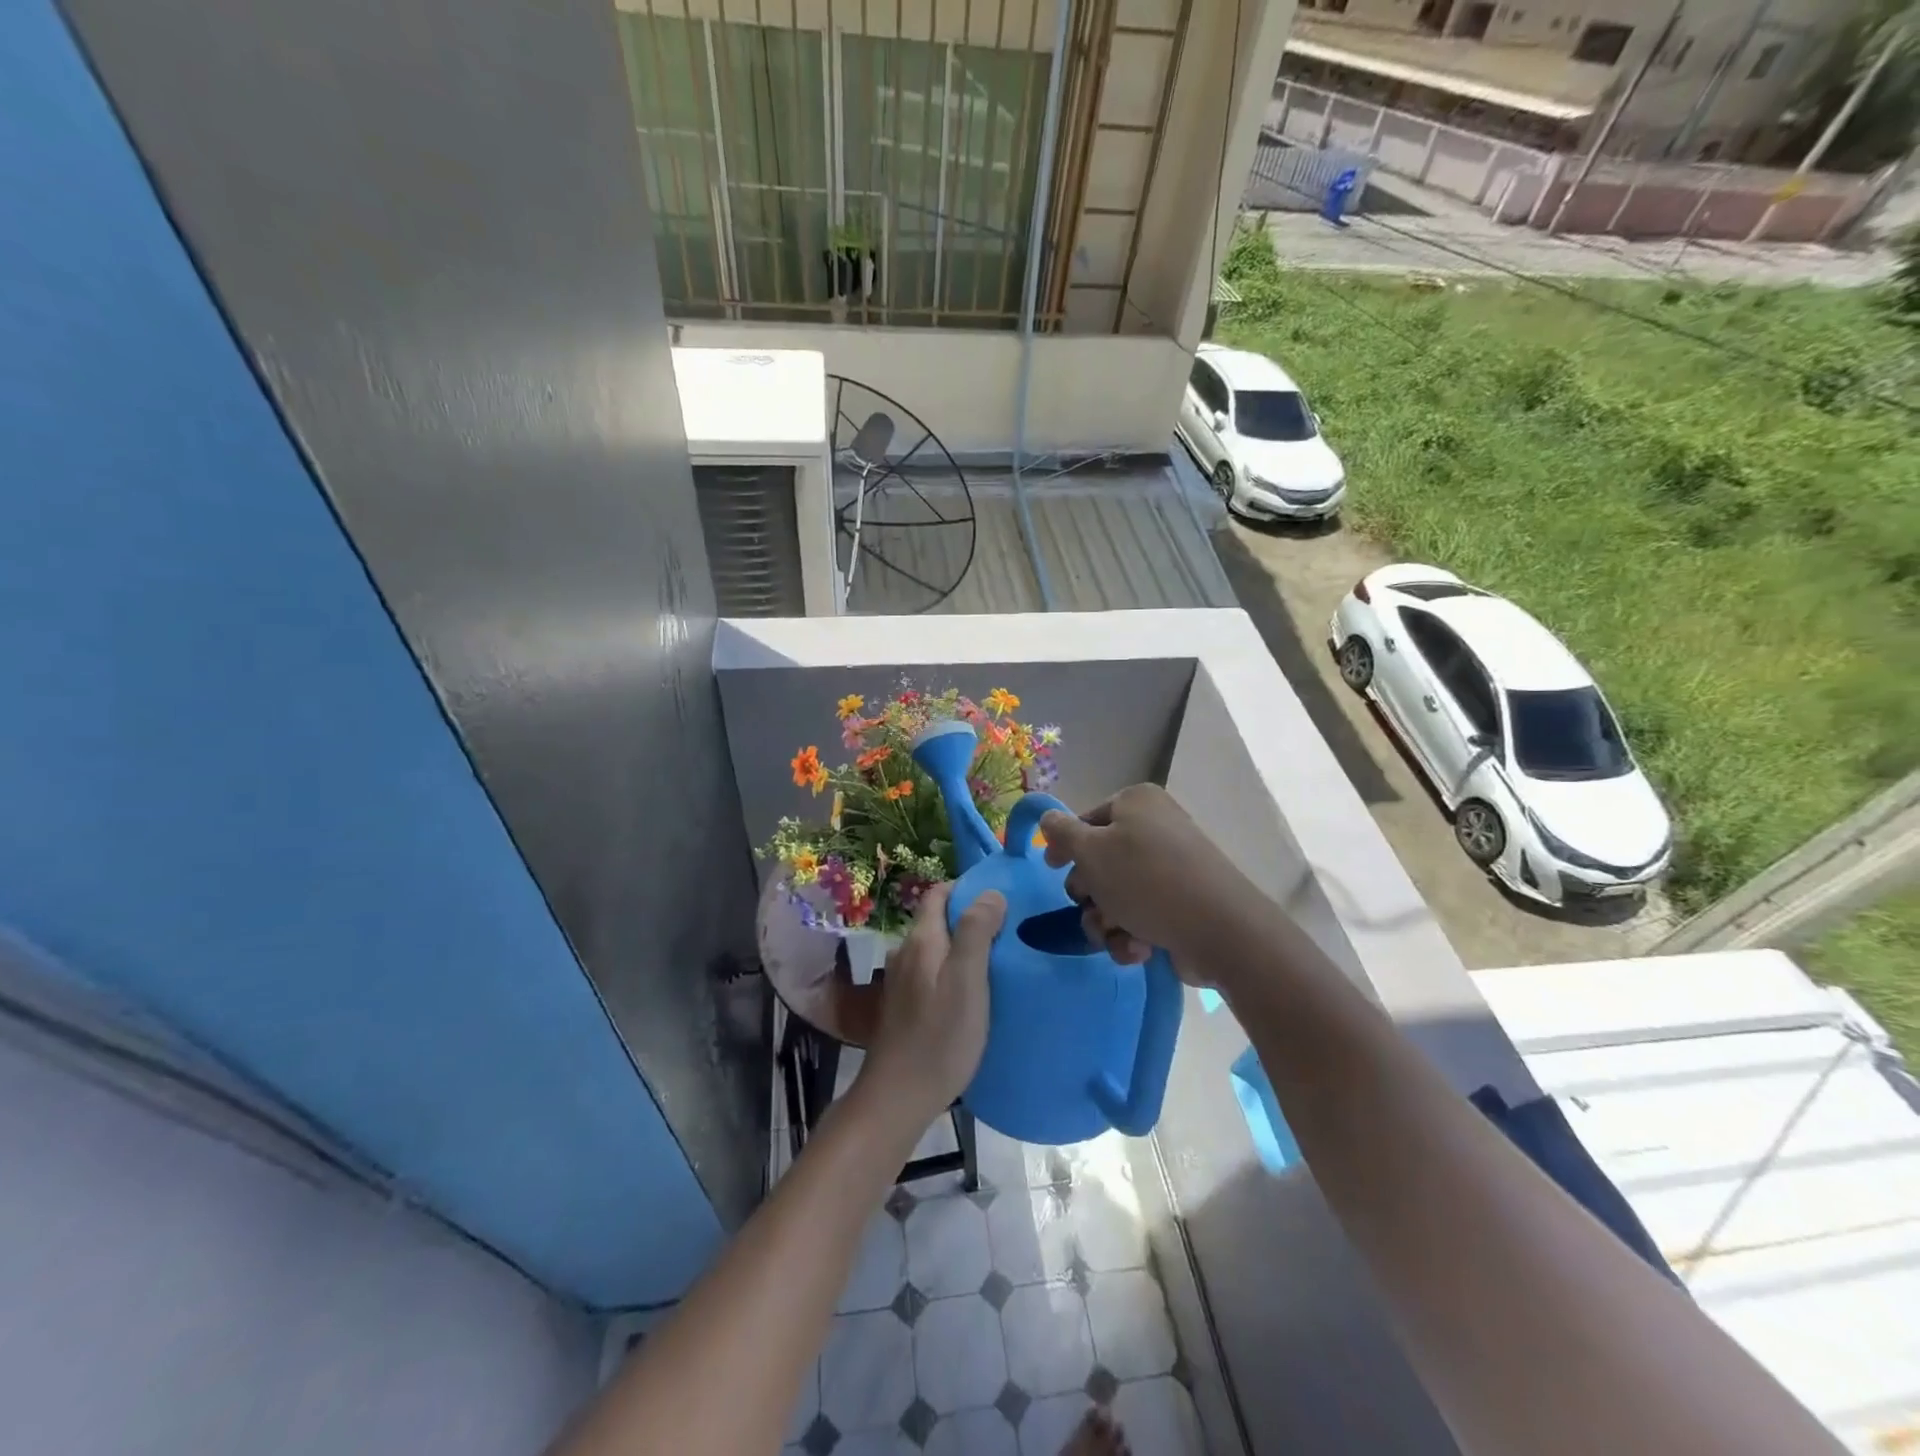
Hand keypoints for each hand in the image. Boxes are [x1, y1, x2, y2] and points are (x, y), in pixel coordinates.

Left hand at [859, 883, 1005, 1125]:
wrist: (898, 1097)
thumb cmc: (939, 1037)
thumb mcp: (967, 980)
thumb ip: (976, 932)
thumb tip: (990, 892)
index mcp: (921, 940)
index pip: (938, 893)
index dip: (967, 889)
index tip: (1000, 899)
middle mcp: (906, 953)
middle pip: (937, 920)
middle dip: (969, 918)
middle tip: (1007, 931)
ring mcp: (901, 981)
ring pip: (936, 949)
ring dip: (962, 947)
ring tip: (996, 961)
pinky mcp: (904, 1007)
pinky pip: (932, 973)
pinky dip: (952, 972)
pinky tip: (972, 993)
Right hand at [1039, 785, 1256, 973]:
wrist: (1219, 931)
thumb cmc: (1146, 880)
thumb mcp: (1091, 851)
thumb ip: (1062, 833)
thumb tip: (1048, 818)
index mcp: (1136, 804)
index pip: (1086, 820)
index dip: (1066, 846)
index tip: (1053, 868)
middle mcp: (1155, 829)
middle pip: (1099, 862)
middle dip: (1089, 892)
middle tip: (1093, 904)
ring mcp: (1171, 870)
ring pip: (1115, 896)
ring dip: (1106, 921)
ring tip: (1117, 933)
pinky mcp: (1180, 906)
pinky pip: (1140, 917)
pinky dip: (1132, 936)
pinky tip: (1140, 948)